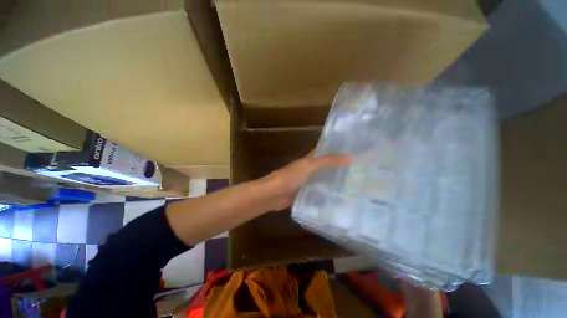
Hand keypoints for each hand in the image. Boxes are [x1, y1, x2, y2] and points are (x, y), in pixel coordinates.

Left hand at [261, 151, 352, 210]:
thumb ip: (327, 161)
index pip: (324, 151)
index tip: (353, 151)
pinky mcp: (306, 194)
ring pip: (323, 180)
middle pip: (325, 167)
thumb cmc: (290, 176)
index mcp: (309, 160)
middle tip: (358, 171)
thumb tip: (350, 157)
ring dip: (334, 181)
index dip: (336, 149)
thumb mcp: (309, 166)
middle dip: (339, 168)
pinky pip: (319, 192)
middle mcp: (309, 170)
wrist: (274, 194)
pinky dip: (327, 193)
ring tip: (354, 185)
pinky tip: (340, 198)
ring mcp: (307, 182)